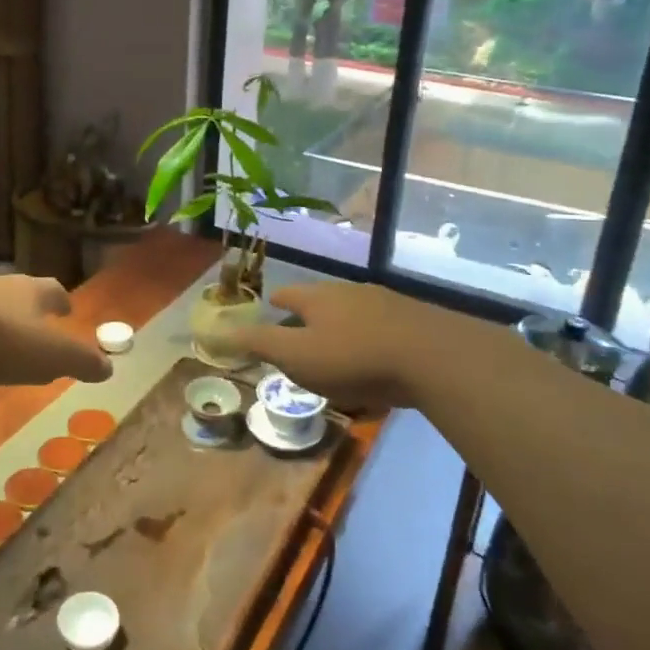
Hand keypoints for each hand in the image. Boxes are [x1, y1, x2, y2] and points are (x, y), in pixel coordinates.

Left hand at [0, 275, 112, 387]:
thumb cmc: (3, 341)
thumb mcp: (53, 356)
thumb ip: (82, 361)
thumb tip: (108, 367)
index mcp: (31, 290)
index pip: (52, 290)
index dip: (61, 301)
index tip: (66, 309)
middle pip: (18, 293)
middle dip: (28, 309)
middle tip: (36, 328)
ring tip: (0, 342)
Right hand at [227, 281, 466, 410]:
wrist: (432, 356)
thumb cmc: (353, 357)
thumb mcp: (297, 356)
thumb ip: (259, 343)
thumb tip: (217, 331)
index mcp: (317, 297)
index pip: (287, 295)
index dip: (276, 304)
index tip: (271, 309)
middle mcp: (349, 291)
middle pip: (321, 300)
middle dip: (310, 317)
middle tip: (302, 338)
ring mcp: (385, 302)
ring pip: (353, 312)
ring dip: (342, 327)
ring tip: (338, 350)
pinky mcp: (413, 319)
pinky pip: (382, 327)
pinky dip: (371, 338)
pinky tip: (377, 359)